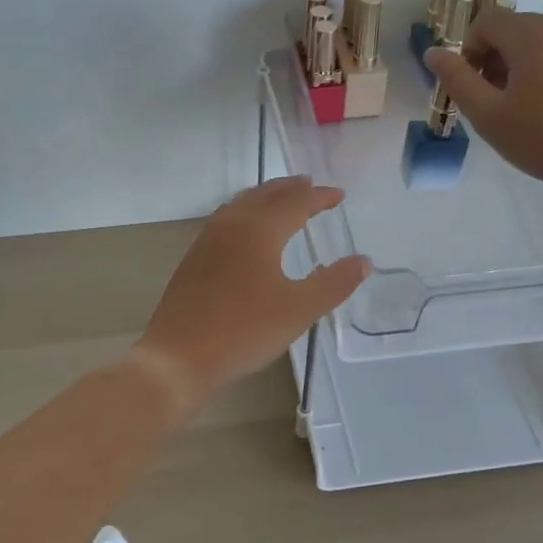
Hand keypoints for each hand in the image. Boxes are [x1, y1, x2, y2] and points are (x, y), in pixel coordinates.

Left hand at [137, 177, 371, 404]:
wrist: (178, 357)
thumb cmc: (244, 331)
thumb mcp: (299, 310)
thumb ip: (334, 283)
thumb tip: (365, 260)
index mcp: (259, 230)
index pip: (295, 202)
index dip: (319, 197)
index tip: (339, 195)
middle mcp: (231, 225)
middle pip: (265, 195)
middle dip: (290, 189)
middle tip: (311, 186)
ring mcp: (207, 240)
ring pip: (241, 205)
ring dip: (266, 197)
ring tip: (283, 201)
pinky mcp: (194, 259)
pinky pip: (226, 220)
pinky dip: (246, 214)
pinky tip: (248, 234)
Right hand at [425, 12, 542, 195]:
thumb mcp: (487, 115)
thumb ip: (456, 79)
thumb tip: (433, 52)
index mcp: (531, 36)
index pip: (487, 21)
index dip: (471, 49)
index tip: (475, 85)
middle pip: (519, 29)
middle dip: (501, 56)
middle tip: (500, 99)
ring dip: (532, 64)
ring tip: (534, 106)